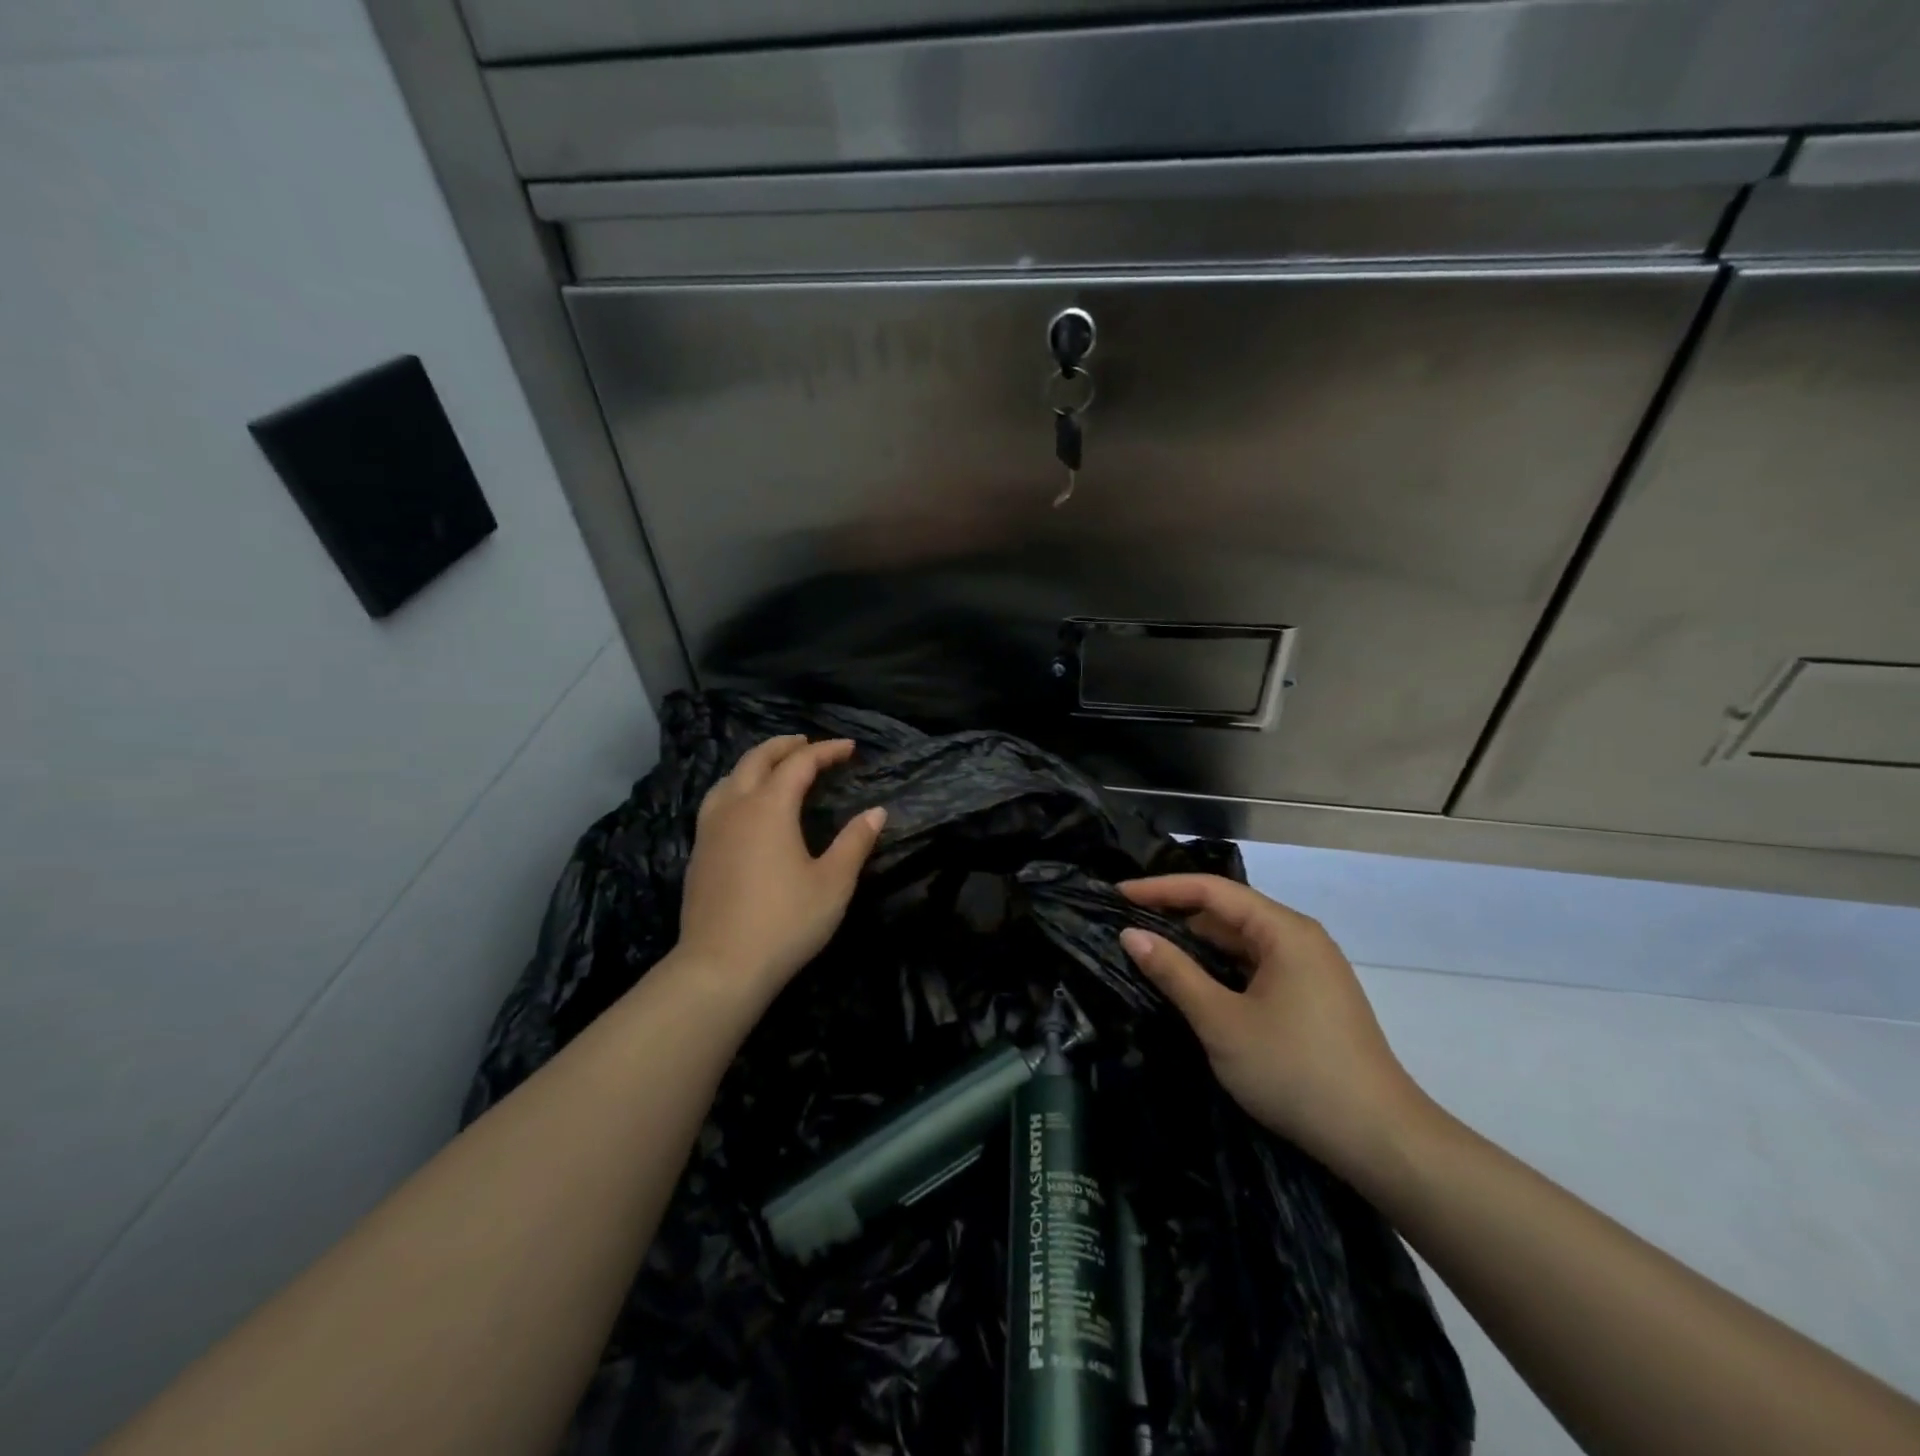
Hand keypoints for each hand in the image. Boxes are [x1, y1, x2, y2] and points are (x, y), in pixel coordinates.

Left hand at [676, 736, 886, 1011]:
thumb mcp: (833, 883)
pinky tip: (744, 807)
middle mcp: (735, 807)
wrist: (720, 967)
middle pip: (757, 759)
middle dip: (785, 746)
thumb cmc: (785, 922)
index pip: (800, 764)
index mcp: (770, 807)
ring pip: (729, 777)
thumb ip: (854, 842)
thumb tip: (876, 812)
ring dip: (755, 763)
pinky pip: (716, 801)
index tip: (850, 748)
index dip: (826, 751)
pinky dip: (736, 786)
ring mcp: (710, 829)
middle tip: (809, 743)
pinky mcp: (698, 852)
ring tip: (774, 766)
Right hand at [1118, 875, 1429, 1180]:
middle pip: (1228, 912)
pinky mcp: (1312, 998)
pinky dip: (1221, 970)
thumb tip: (1131, 934)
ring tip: (1150, 952)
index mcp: (1284, 931)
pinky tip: (1193, 984)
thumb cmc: (1295, 1071)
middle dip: (1177, 916)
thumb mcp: (1222, 1022)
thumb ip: (1174, 972)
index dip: (1161, 889)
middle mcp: (1300, 939)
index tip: (1118, 895)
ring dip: (1198, 946)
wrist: (1380, 1140)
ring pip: (1242, 943)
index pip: (1212, 890)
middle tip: (1127, 925)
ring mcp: (1310, 969)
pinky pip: (1256, 967)